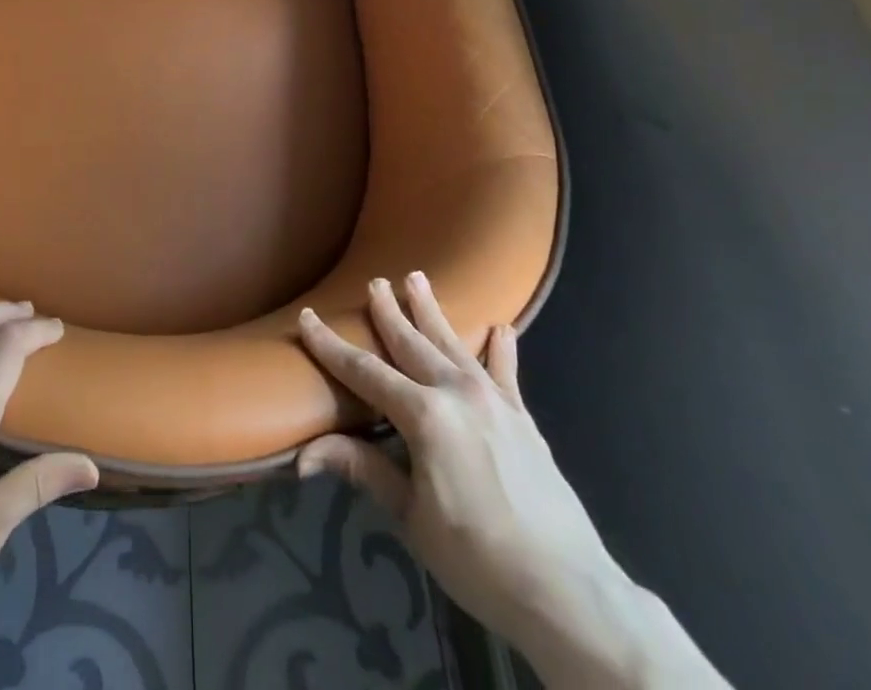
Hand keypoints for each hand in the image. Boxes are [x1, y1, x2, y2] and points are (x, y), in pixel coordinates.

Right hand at [296, 274, 614, 638]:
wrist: (568, 591)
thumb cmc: (478, 559)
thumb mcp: (411, 518)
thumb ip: (364, 471)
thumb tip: (303, 456)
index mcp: (424, 415)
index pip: (365, 371)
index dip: (331, 345)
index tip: (308, 317)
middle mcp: (457, 393)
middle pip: (411, 344)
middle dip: (389, 312)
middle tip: (375, 281)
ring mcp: (494, 400)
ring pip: (453, 344)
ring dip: (432, 312)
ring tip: (418, 279)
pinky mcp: (523, 417)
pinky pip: (506, 372)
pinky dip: (501, 349)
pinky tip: (501, 328)